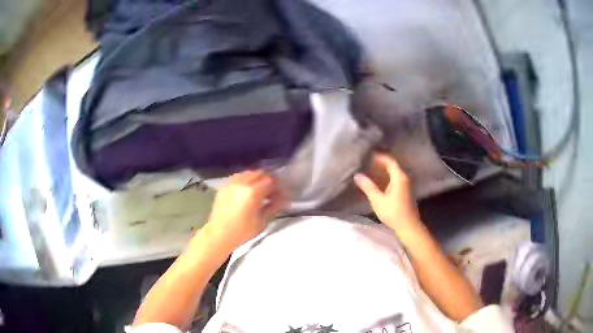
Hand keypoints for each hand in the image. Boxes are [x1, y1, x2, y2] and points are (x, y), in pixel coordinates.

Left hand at [204, 170, 286, 249]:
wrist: (219, 235)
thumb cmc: (242, 232)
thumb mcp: (262, 221)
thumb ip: (274, 207)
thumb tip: (284, 199)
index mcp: (252, 192)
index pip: (271, 181)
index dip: (278, 187)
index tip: (281, 195)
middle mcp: (241, 183)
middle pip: (260, 173)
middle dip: (268, 181)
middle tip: (272, 193)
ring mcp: (231, 183)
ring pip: (248, 173)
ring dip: (257, 179)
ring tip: (260, 191)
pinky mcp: (224, 186)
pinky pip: (238, 177)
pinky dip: (246, 180)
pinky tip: (247, 191)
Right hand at [354, 153, 420, 233]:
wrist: (408, 227)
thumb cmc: (393, 212)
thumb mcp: (378, 200)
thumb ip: (367, 186)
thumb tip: (357, 175)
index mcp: (399, 177)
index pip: (389, 161)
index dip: (379, 156)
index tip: (368, 154)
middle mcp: (404, 178)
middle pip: (391, 166)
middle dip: (378, 164)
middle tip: (365, 162)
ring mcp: (405, 185)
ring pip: (392, 174)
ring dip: (381, 172)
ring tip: (367, 171)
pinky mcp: (404, 192)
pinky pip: (394, 180)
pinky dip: (385, 179)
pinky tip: (376, 183)